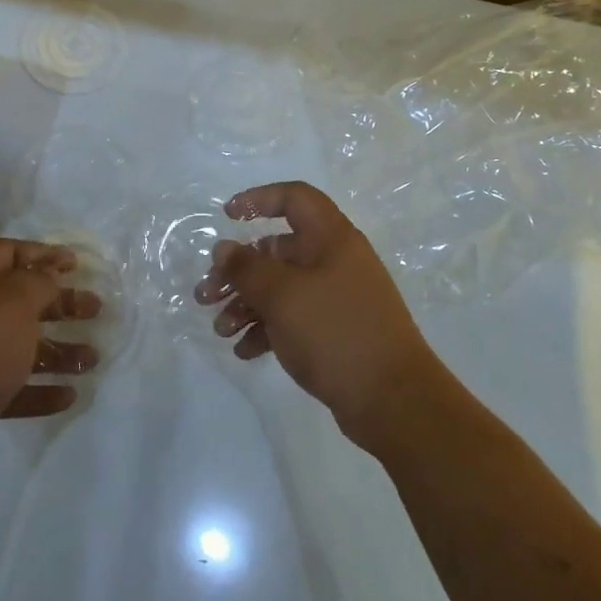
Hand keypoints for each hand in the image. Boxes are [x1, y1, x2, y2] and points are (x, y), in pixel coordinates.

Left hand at [0, 239, 100, 490]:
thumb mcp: (15, 302)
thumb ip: (38, 282)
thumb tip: (49, 273)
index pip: (7, 253)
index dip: (41, 253)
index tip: (75, 263)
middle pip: (20, 301)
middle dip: (60, 303)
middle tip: (95, 308)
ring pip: (21, 347)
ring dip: (58, 350)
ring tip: (93, 358)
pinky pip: (14, 389)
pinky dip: (41, 390)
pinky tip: (69, 396)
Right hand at [195, 181, 439, 449]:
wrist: (395, 402)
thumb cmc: (336, 332)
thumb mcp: (283, 295)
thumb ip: (247, 268)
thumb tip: (224, 249)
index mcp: (331, 238)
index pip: (294, 198)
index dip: (259, 199)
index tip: (228, 216)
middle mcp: (335, 261)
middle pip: (278, 250)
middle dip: (238, 270)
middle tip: (206, 293)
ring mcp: (337, 298)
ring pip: (281, 288)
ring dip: (246, 303)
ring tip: (220, 329)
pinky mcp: (336, 332)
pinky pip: (293, 319)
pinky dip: (267, 329)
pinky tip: (244, 350)